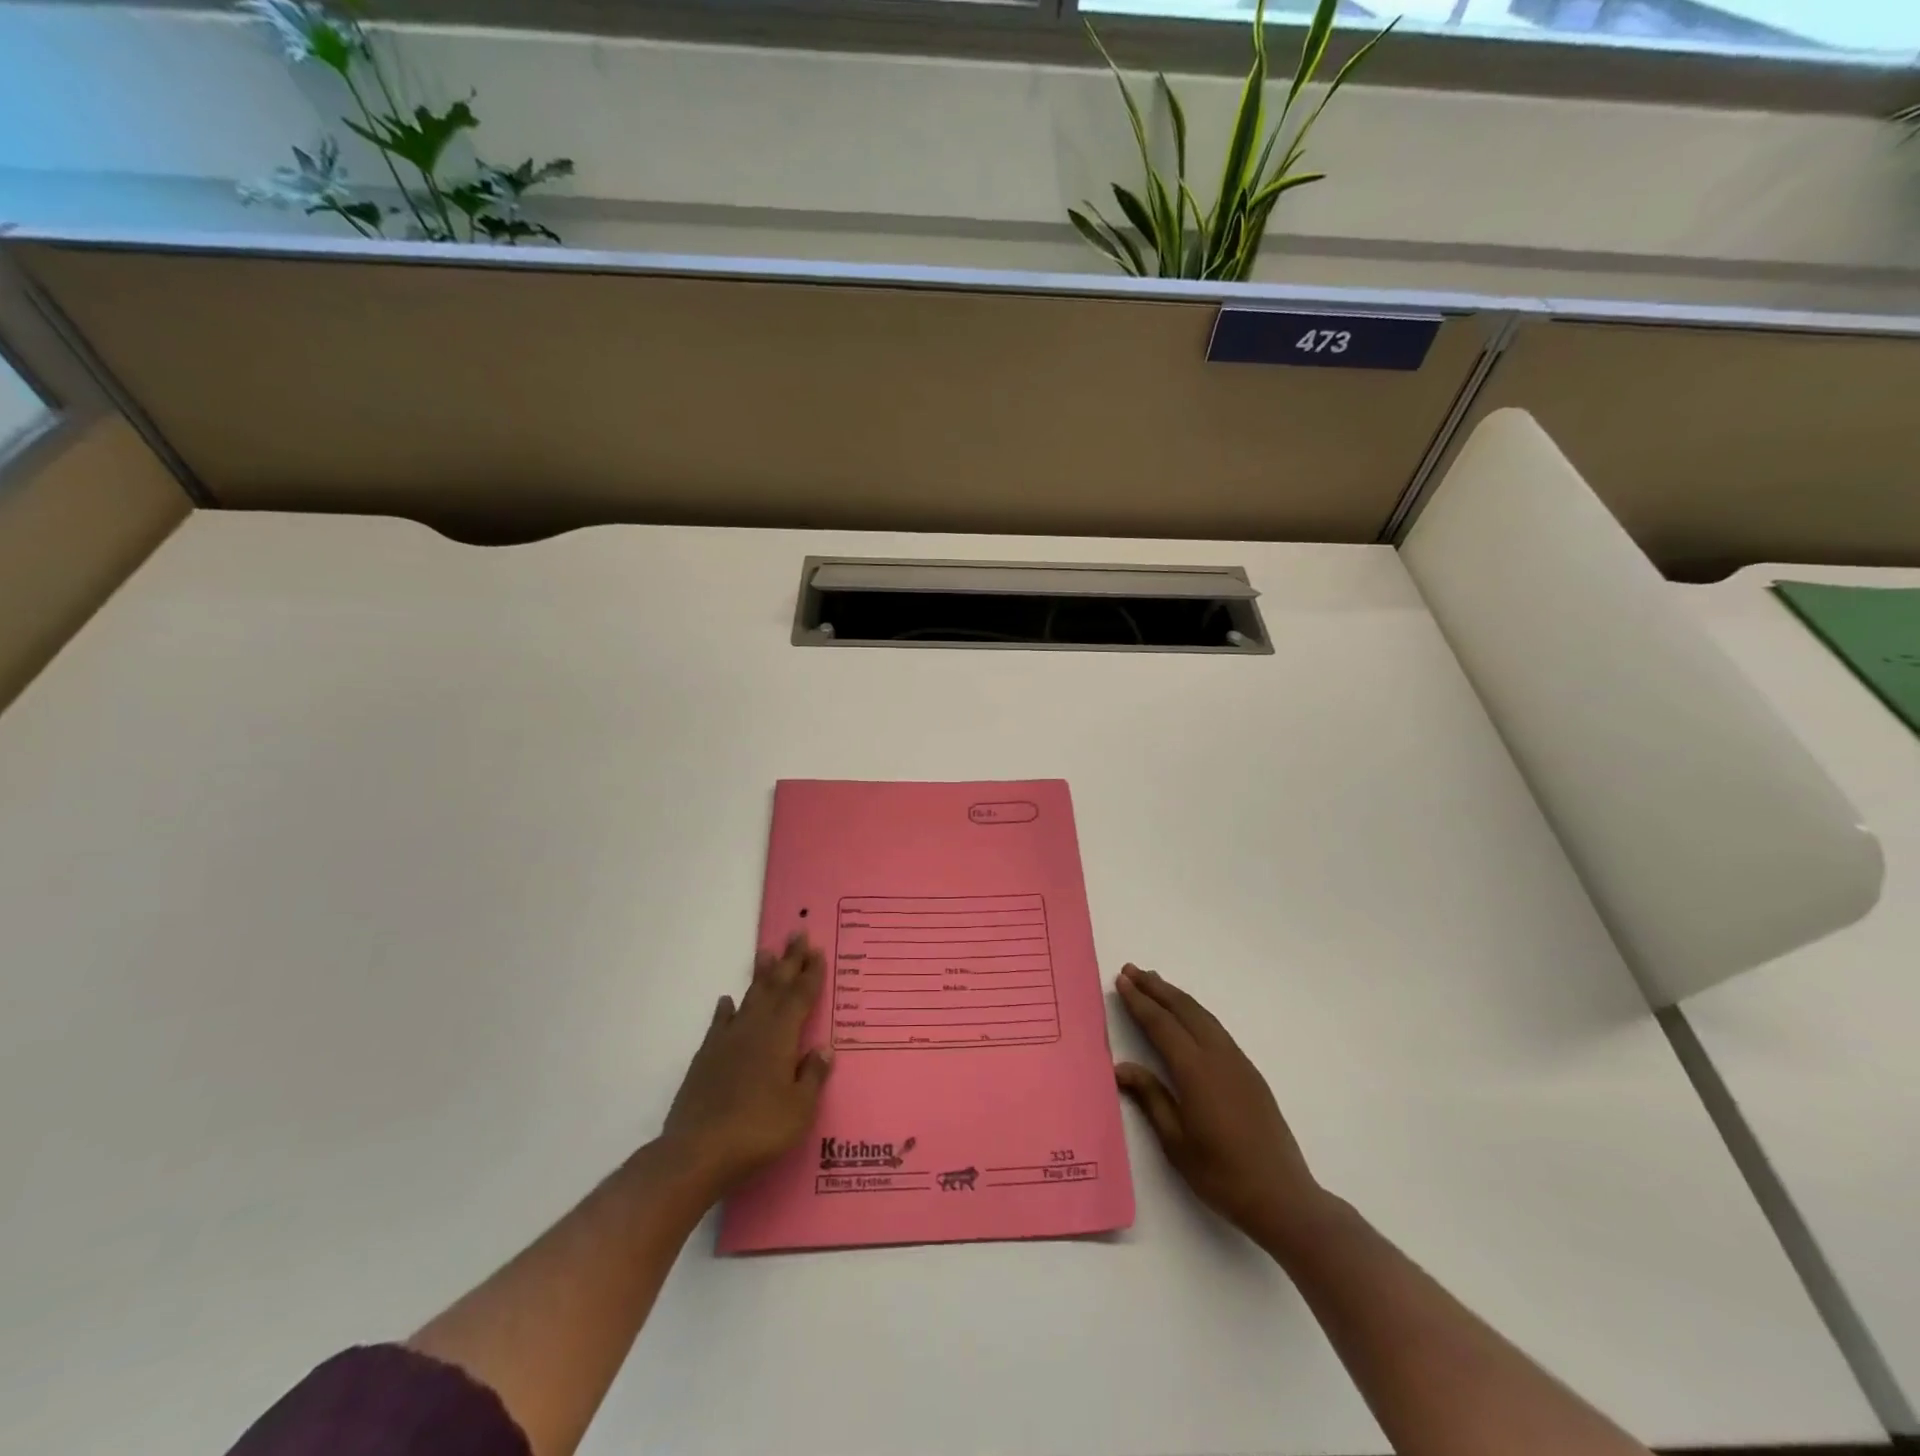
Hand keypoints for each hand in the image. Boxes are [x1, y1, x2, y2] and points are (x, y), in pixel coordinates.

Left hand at [663, 934, 834, 1196]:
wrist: (698, 1151)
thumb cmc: (758, 1130)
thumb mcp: (799, 1109)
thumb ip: (812, 1076)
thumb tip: (823, 1048)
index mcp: (781, 1037)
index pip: (801, 997)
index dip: (810, 973)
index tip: (817, 950)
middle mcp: (755, 1029)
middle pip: (775, 987)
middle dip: (788, 961)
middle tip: (796, 933)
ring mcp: (727, 1041)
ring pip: (749, 998)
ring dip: (760, 976)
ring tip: (765, 953)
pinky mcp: (705, 1058)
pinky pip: (720, 1023)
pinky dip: (726, 1010)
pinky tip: (727, 1002)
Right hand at [1115, 963, 1329, 1255]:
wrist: (1283, 1198)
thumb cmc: (1222, 1175)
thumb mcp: (1176, 1142)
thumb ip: (1151, 1097)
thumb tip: (1123, 1067)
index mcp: (1196, 1071)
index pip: (1161, 1025)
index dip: (1140, 1001)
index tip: (1122, 980)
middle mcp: (1218, 1057)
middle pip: (1184, 1010)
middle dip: (1156, 988)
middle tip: (1132, 970)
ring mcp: (1238, 1063)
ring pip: (1203, 1016)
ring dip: (1177, 997)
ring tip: (1155, 983)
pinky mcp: (1250, 1073)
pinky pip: (1216, 1029)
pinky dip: (1195, 1013)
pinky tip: (1188, 1017)